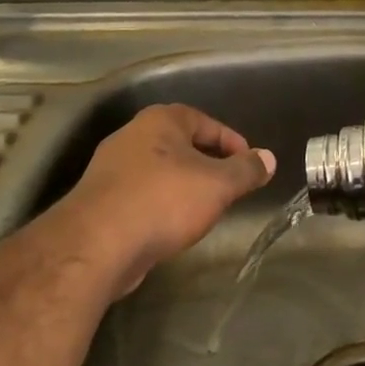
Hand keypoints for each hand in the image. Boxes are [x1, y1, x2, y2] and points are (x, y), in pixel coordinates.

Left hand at [55, 104, 274, 288]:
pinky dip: (160, 204)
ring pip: (159, 170)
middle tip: (229, 186)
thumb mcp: (217, 185)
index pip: (205, 121)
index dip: (231, 141)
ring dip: (183, 185)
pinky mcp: (99, 200)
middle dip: (207, 163)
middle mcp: (132, 136)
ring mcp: (111, 168)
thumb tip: (268, 158)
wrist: (96, 245)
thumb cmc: (163, 201)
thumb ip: (246, 170)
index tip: (248, 164)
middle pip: (180, 144)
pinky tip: (170, 226)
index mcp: (161, 121)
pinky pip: (140, 194)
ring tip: (204, 208)